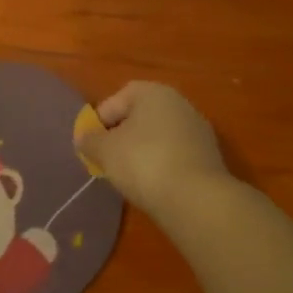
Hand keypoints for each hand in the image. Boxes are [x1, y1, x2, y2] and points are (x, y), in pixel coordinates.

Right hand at [78, 82, 228, 215]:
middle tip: (107, 160)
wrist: (195, 199)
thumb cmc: (143, 162)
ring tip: (128, 176)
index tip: (91, 146)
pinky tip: (153, 185)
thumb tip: (83, 137)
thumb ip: (90, 140)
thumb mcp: (105, 151)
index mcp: (153, 93)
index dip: (98, 123)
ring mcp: (197, 130)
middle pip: (138, 117)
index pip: (115, 100)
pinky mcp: (208, 157)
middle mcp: (179, 103)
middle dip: (121, 137)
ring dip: (141, 152)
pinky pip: (174, 155)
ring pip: (157, 137)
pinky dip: (161, 165)